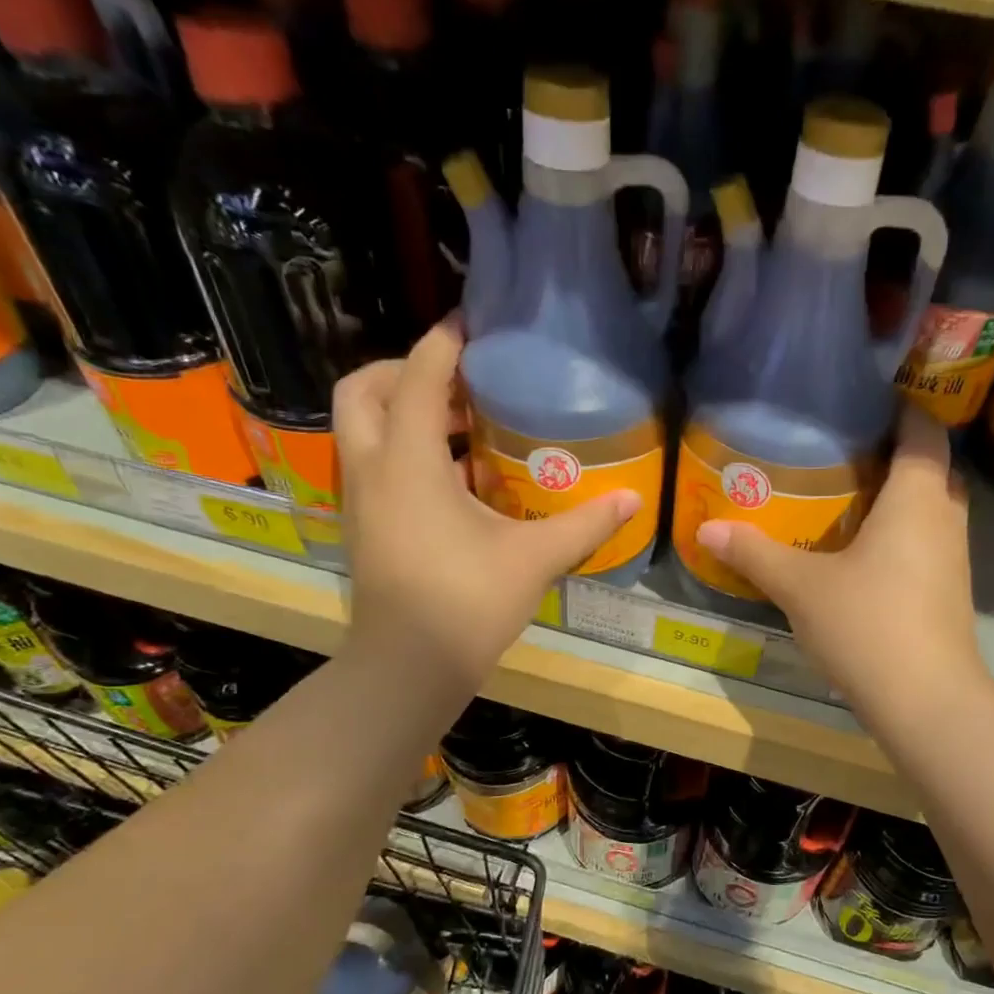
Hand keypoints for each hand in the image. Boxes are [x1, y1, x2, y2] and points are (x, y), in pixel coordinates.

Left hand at [336, 319, 639, 685]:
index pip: (416, 377)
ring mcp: (360, 500)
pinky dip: (401, 451)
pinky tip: (454, 480)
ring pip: (361, 430)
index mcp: (407, 462)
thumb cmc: (467, 603)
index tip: (472, 325)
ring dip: (400, 413)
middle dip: (401, 372)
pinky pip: (373, 465)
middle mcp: (372, 469)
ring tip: (460, 426)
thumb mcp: (533, 559)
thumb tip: (633, 500)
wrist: (408, 668)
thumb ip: (584, 525)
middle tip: (455, 381)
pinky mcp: (364, 527)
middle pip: (362, 391)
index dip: (443, 343)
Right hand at [691, 408, 985, 719]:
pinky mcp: (949, 592)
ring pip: (930, 508)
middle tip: (842, 451)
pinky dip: (901, 534)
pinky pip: (927, 542)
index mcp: (917, 497)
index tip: (862, 403)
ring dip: (898, 497)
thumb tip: (706, 530)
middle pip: (930, 467)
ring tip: (846, 495)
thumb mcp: (800, 587)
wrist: (925, 701)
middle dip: (893, 453)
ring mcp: (954, 558)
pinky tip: (861, 552)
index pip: (923, 429)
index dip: (901, 407)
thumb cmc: (867, 624)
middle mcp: (945, 517)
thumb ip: (754, 553)